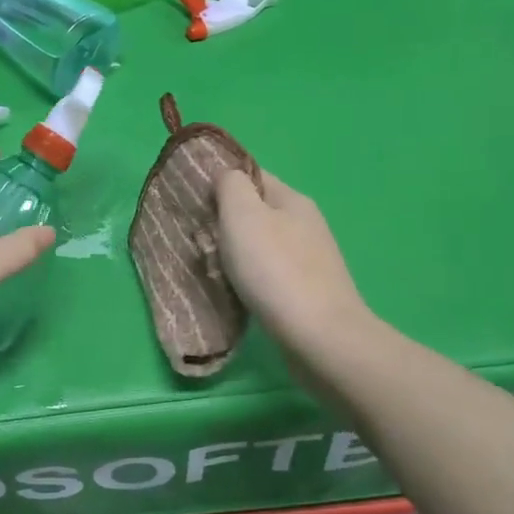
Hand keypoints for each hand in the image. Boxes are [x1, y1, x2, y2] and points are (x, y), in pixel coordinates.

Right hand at [215, 168, 375, 362]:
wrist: (320, 338)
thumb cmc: (275, 269)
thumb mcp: (243, 214)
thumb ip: (230, 185)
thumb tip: (227, 178)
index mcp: (292, 199)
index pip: (251, 175)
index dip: (220, 184)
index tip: (193, 204)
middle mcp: (304, 224)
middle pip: (253, 213)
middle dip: (222, 225)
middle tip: (200, 244)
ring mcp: (308, 261)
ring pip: (257, 247)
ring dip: (232, 257)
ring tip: (212, 273)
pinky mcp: (306, 293)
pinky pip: (266, 276)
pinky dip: (247, 281)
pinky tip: (235, 295)